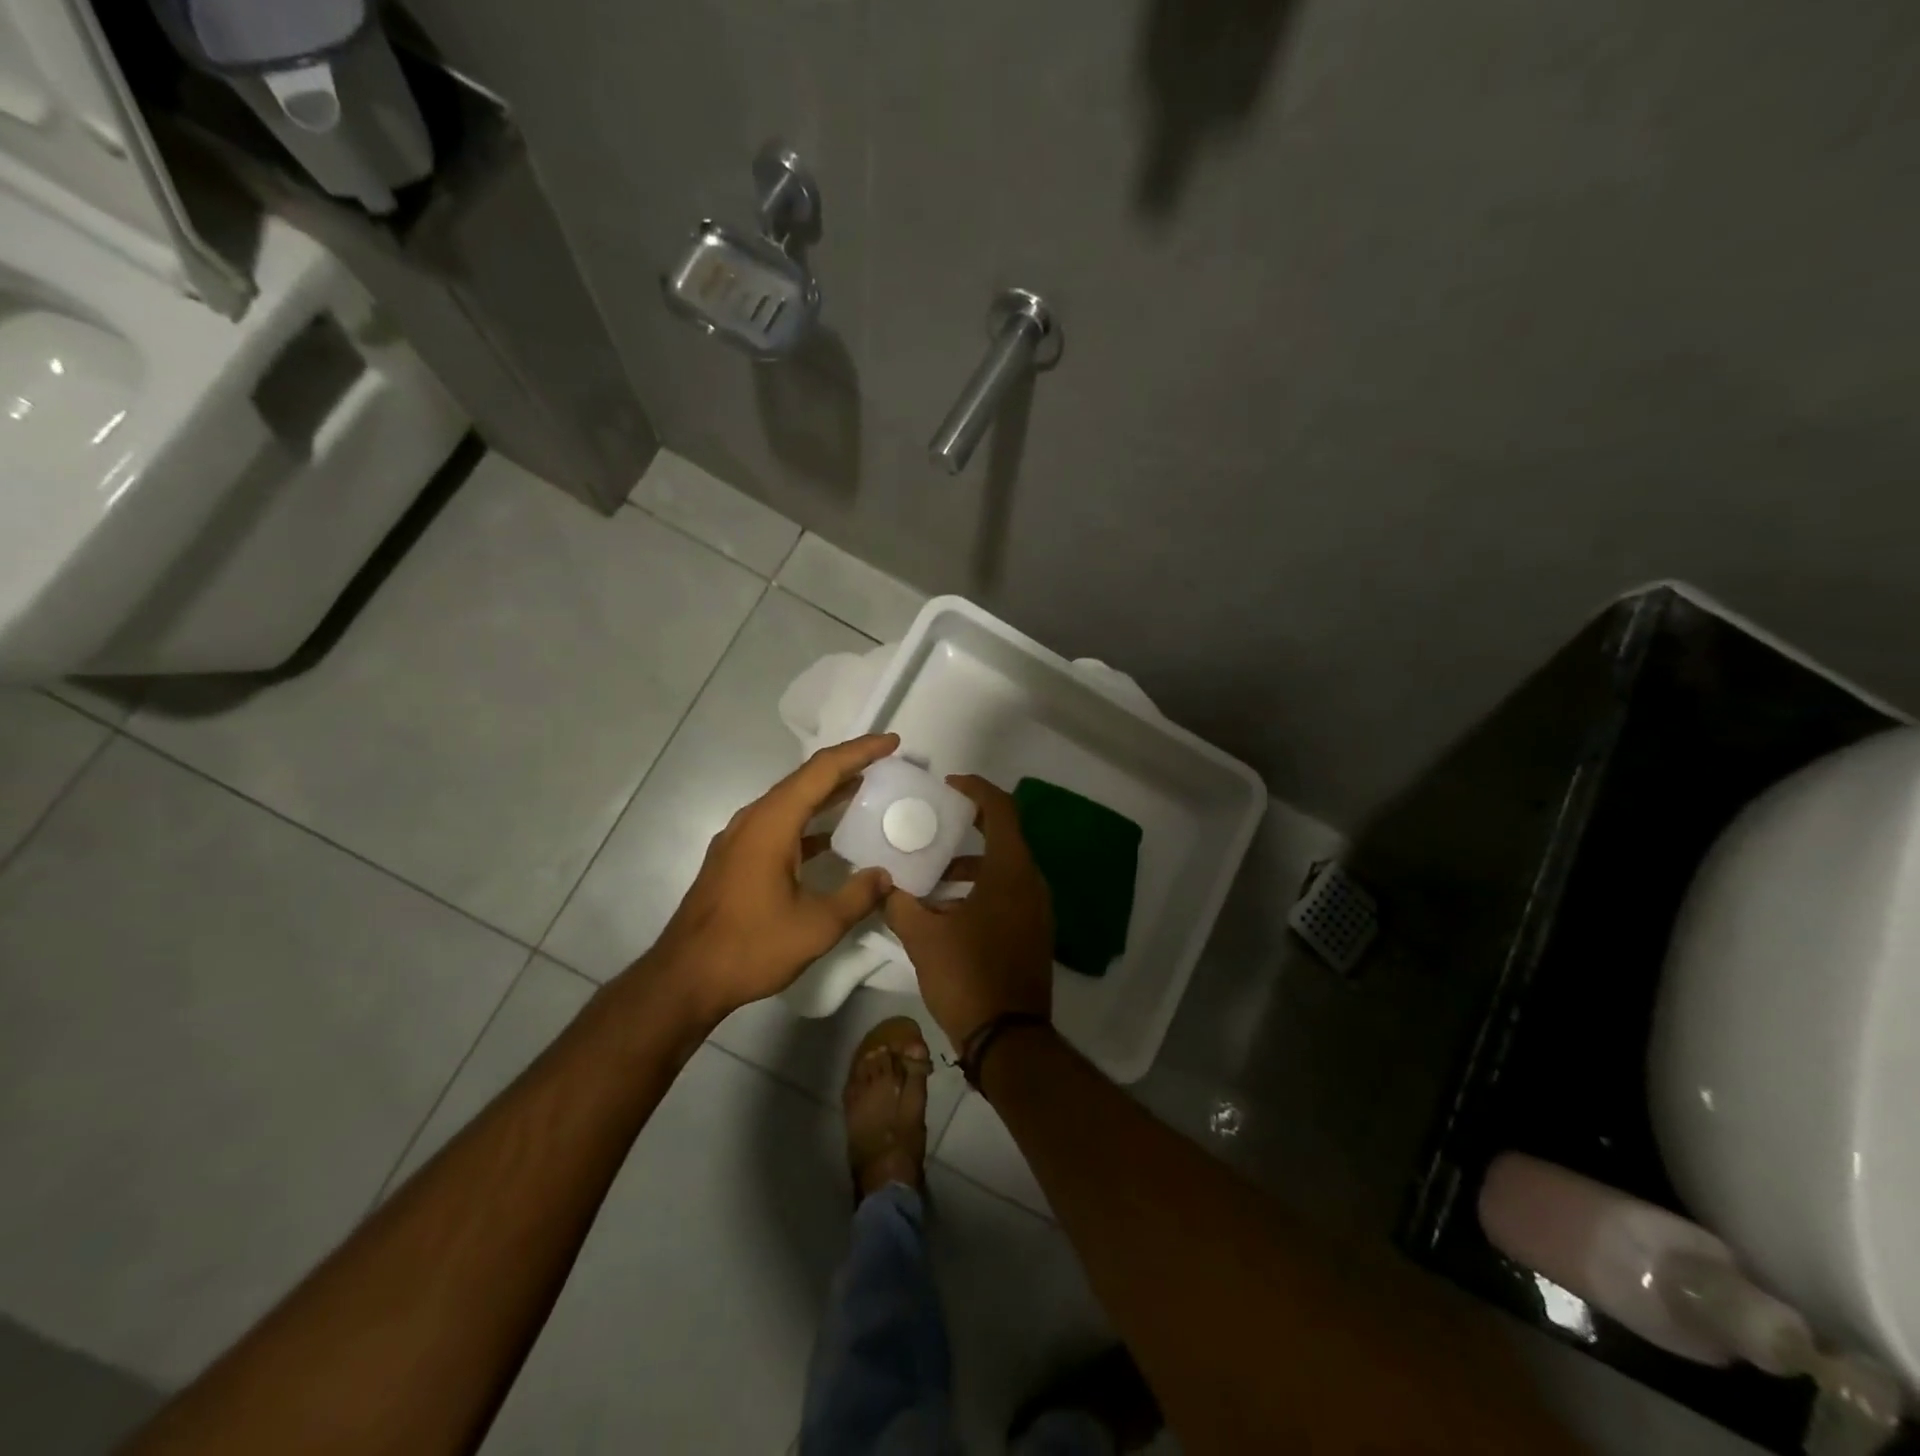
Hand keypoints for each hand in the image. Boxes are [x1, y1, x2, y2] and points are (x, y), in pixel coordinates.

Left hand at [650, 733, 900, 1021]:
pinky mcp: (737, 859)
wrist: (685, 979)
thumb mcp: (817, 926)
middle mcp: (753, 820)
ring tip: (867, 790)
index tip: (892, 742)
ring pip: (791, 802)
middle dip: (847, 766)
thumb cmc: (750, 947)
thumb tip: (885, 876)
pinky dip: (810, 822)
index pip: (822, 771)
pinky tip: (832, 837)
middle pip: (805, 779)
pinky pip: (780, 824)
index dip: (860, 752)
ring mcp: (741, 839)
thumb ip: (857, 896)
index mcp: (772, 824)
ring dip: (828, 794)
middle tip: (886, 763)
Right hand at [885, 775, 1053, 1046]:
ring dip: (970, 865)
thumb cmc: (967, 976)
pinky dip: (980, 888)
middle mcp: (1031, 883)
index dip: (976, 790)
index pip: (1001, 810)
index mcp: (1011, 872)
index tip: (949, 786)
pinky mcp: (1034, 932)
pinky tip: (946, 909)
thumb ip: (899, 904)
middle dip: (968, 827)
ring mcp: (1037, 910)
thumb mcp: (923, 937)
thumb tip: (881, 885)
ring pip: (1004, 869)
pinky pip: (1008, 893)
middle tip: (933, 824)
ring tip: (931, 873)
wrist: (1009, 1039)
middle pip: (1003, 837)